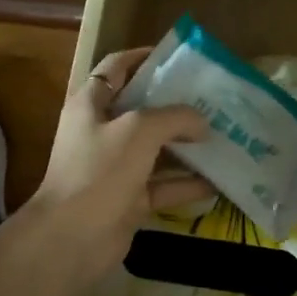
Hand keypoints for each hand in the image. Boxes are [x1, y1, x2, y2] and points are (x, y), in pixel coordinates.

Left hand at [20, 47, 213, 287]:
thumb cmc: (99, 170)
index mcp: (91, 103)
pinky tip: (219, 180)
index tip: (178, 58)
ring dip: (187, 145)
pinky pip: (163, 185)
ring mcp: (115, 167)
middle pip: (142, 109)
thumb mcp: (139, 130)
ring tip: (225, 136)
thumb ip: (174, 118)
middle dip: (176, 105)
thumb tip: (202, 122)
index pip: (116, 67)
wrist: (72, 238)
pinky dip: (187, 183)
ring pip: (156, 149)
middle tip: (213, 99)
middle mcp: (101, 131)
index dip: (144, 57)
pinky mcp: (128, 199)